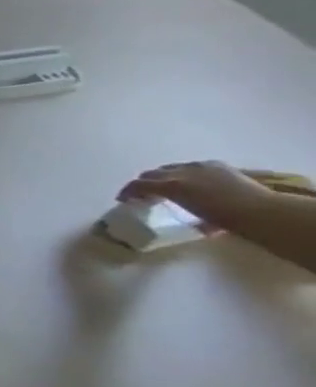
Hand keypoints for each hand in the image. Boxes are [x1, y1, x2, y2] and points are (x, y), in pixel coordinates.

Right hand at [117, 160, 271, 231]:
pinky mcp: (217, 165)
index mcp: (171, 186)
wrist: (264, 212)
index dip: (127, 192)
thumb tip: (188, 221)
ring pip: (171, 168)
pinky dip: (187, 173)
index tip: (123, 200)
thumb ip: (183, 211)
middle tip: (144, 194)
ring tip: (169, 187)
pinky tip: (195, 181)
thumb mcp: (199, 220)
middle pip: (152, 173)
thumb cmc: (228, 219)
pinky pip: (193, 166)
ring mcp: (200, 166)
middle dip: (144, 182)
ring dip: (165, 176)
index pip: (139, 184)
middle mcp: (181, 172)